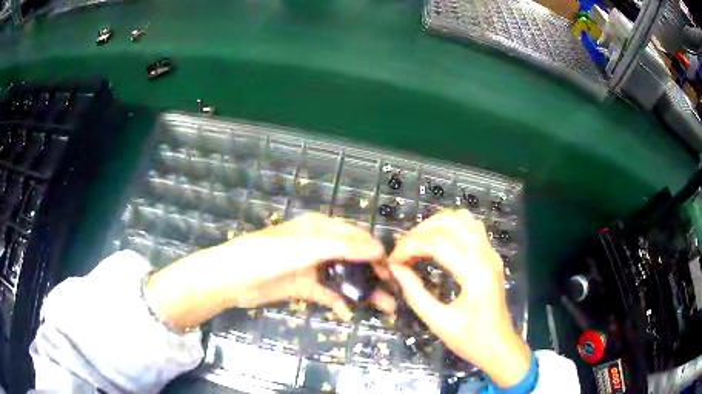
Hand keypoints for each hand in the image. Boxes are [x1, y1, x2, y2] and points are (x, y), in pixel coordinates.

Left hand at [145, 213, 394, 330]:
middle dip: (374, 274)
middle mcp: (318, 246)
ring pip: (344, 278)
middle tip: (393, 292)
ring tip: (384, 307)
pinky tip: (347, 312)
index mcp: (320, 228)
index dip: (375, 251)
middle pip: (353, 259)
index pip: (356, 237)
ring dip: (362, 291)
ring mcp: (311, 268)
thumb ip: (343, 247)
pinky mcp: (304, 287)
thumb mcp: (308, 247)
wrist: (235, 277)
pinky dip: (338, 302)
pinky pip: (327, 294)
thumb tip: (378, 248)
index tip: (393, 269)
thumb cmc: (270, 255)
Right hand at [388, 209, 530, 387]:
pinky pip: (472, 227)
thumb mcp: (438, 322)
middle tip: (402, 251)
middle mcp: (486, 255)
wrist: (499, 346)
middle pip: (449, 223)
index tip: (392, 261)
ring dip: (436, 225)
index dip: (409, 248)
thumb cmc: (470, 339)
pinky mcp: (492, 255)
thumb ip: (415, 294)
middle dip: (420, 232)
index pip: (436, 244)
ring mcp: (491, 253)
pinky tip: (439, 243)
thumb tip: (396, 269)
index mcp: (475, 273)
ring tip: (418, 243)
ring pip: (463, 218)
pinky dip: (451, 227)